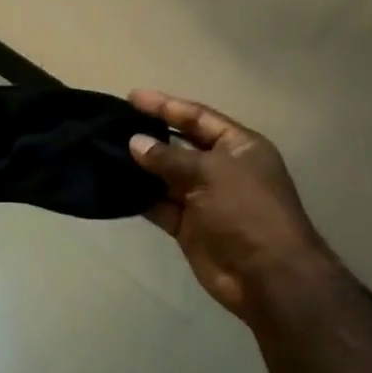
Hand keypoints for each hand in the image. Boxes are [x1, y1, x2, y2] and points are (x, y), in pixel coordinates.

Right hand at [127, 90, 339, 322]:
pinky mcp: (188, 226)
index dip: (166, 106)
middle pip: (179, 145)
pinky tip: (114, 186)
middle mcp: (221, 169)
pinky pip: (159, 205)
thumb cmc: (246, 211)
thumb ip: (169, 157)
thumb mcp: (210, 173)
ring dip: (140, 167)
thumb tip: (135, 142)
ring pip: (165, 176)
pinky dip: (139, 197)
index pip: (197, 117)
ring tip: (104, 152)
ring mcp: (204, 199)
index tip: (132, 97)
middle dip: (149, 135)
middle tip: (112, 124)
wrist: (267, 275)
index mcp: (238, 147)